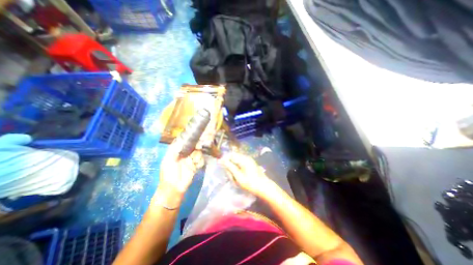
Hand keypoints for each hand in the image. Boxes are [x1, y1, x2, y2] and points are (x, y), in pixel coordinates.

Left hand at [156, 141, 203, 206]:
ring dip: (198, 156)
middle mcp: (185, 154)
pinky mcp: (196, 165)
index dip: (189, 139)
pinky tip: (197, 166)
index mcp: (177, 152)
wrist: (174, 188)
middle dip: (197, 147)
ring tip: (194, 161)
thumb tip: (181, 141)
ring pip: (199, 153)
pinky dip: (200, 162)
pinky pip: (201, 160)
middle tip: (197, 149)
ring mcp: (191, 160)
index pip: (184, 143)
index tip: (194, 138)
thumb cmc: (168, 174)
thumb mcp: (168, 161)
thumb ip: (174, 151)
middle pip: (194, 146)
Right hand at [219, 151, 270, 196]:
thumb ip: (230, 167)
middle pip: (233, 157)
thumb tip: (221, 160)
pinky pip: (240, 163)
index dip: (224, 160)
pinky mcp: (250, 163)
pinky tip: (238, 177)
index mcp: (243, 159)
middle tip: (230, 176)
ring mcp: (248, 160)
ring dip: (233, 168)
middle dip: (229, 165)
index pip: (230, 155)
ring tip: (234, 178)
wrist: (264, 187)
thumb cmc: (250, 183)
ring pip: (236, 161)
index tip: (221, 167)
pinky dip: (237, 169)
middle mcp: (246, 157)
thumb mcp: (238, 176)